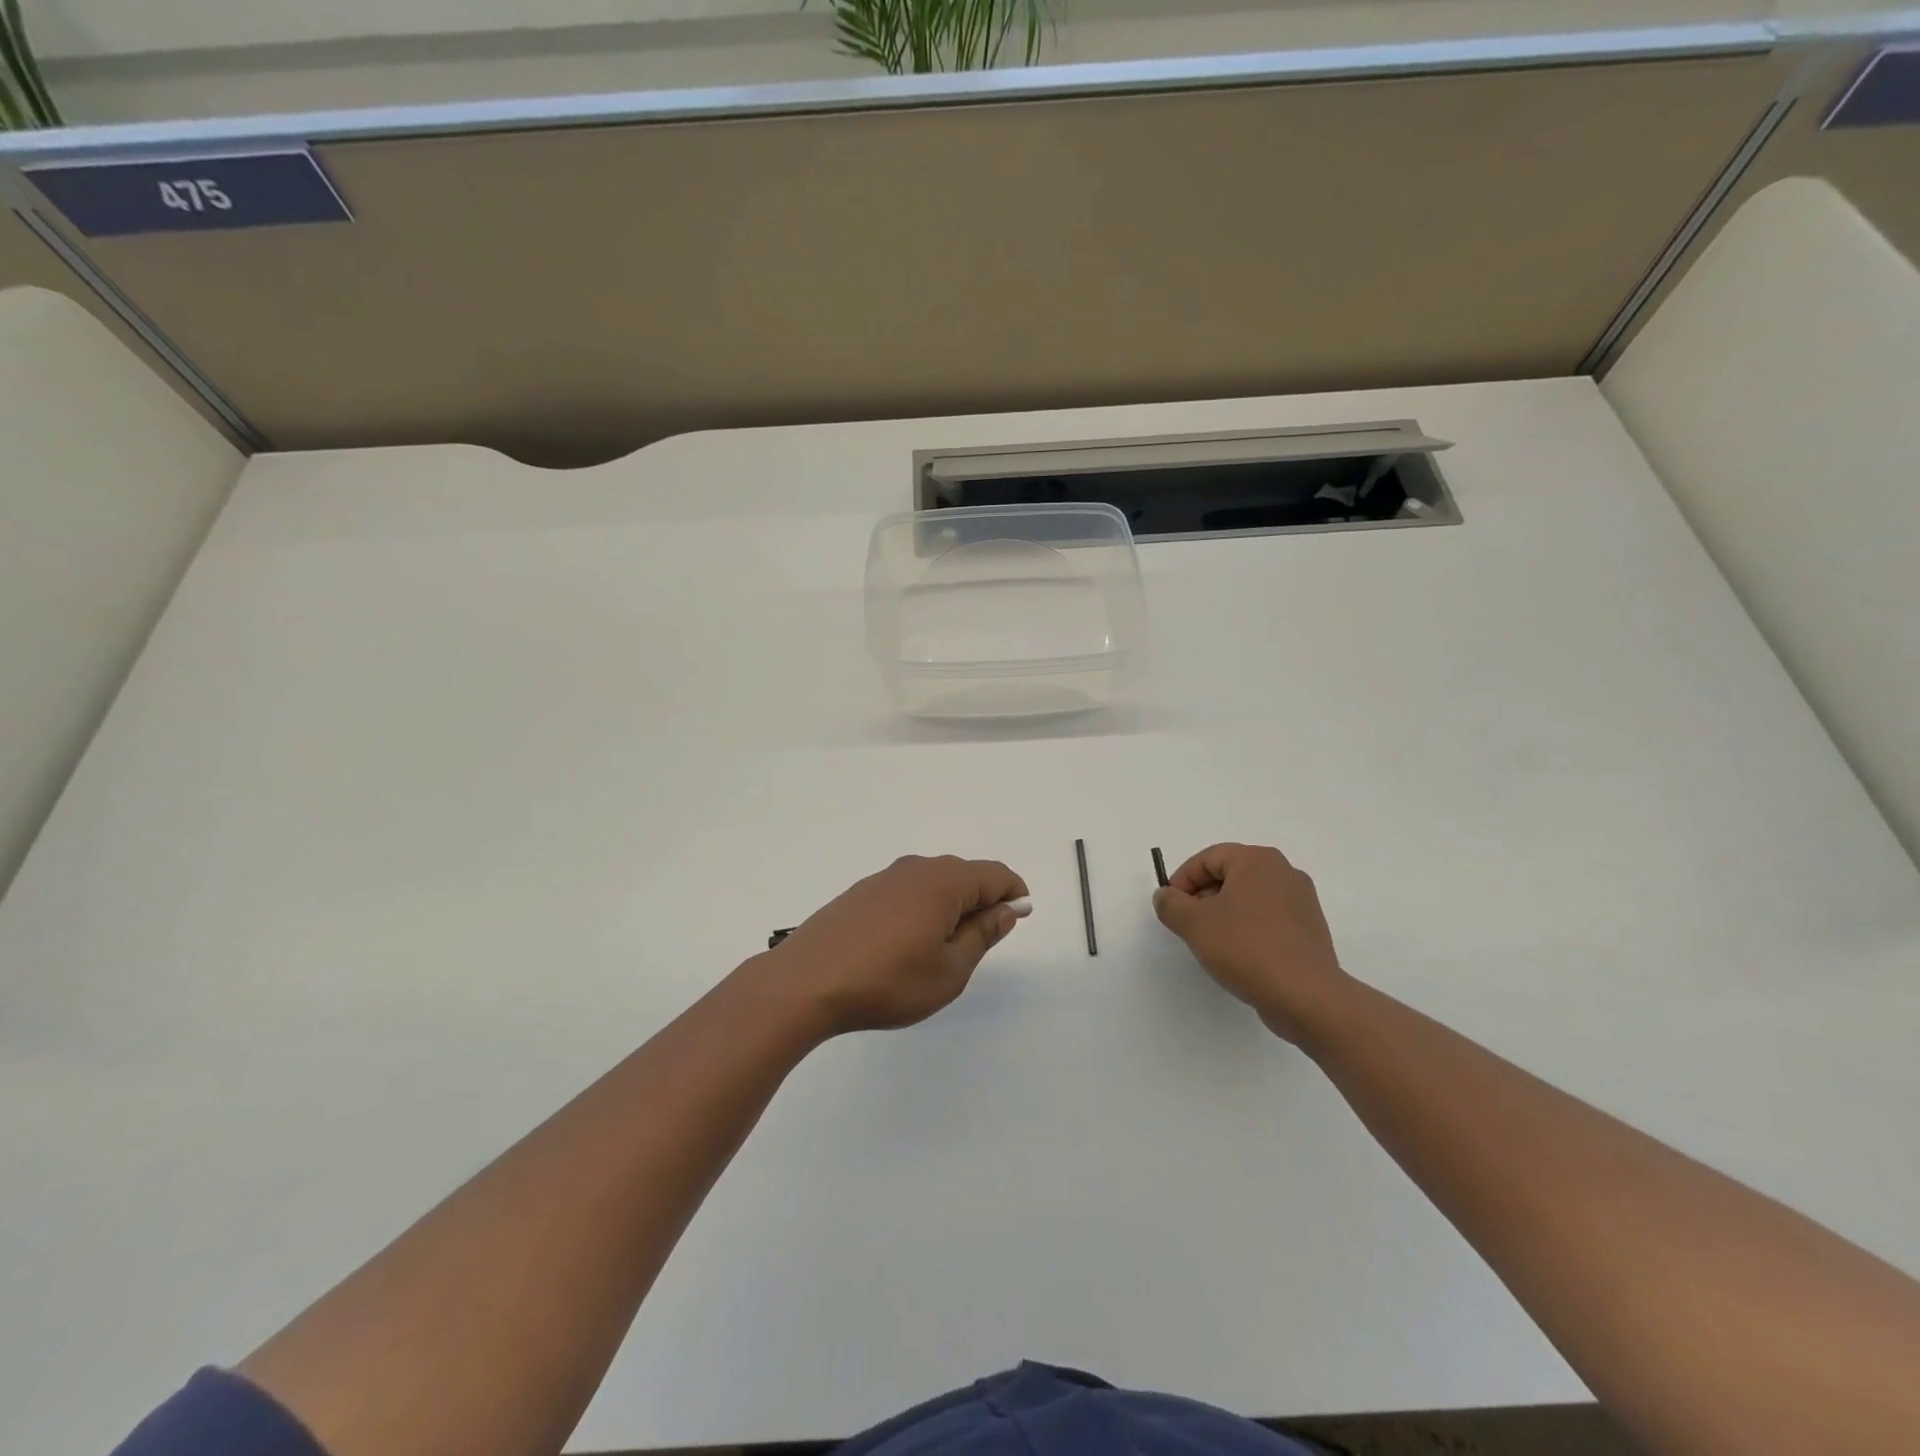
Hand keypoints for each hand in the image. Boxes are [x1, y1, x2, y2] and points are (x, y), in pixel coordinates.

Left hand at [763, 856, 1029, 1036]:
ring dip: (950, 906)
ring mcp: (884, 878)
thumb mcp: (949, 970)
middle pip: (964, 874)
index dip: (1013, 894)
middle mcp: (916, 868)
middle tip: (979, 944)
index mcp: (944, 882)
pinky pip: (906, 891)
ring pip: (933, 882)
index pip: (995, 874)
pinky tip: (906, 943)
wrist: (806, 983)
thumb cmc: (888, 981)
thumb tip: (1005, 910)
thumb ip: (982, 935)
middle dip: (982, 902)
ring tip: (941, 949)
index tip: (1018, 920)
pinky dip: (921, 908)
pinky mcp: (860, 893)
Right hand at [1153, 843, 1350, 1043]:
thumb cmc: (1245, 947)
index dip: (1182, 880)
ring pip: (1249, 898)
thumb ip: (1170, 904)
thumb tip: (1166, 896)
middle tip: (1187, 924)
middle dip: (1203, 897)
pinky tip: (1239, 955)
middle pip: (1230, 875)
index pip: (1208, 859)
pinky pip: (1268, 919)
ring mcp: (1302, 902)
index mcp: (1258, 861)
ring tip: (1211, 943)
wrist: (1305, 995)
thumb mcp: (1194, 923)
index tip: (1171, 907)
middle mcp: (1284, 872)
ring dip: (1224, 914)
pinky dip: (1248, 929)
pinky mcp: (1309, 930)